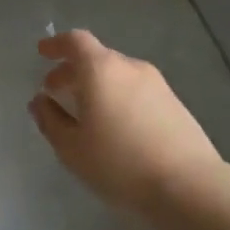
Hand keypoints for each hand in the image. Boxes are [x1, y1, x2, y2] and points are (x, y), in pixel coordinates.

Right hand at [28, 29, 224, 213]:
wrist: (189, 187)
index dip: (56, 45)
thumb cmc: (119, 164)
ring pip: (118, 76)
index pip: (75, 41)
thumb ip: (50, 120)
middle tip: (56, 91)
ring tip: (85, 113)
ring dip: (97, 86)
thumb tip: (40, 101)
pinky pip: (136, 91)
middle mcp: (130, 68)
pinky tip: (115, 128)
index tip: (43, 53)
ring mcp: (157, 85)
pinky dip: (118, 98)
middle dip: (73, 71)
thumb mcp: (71, 147)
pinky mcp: (175, 105)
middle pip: (97, 58)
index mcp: (101, 70)